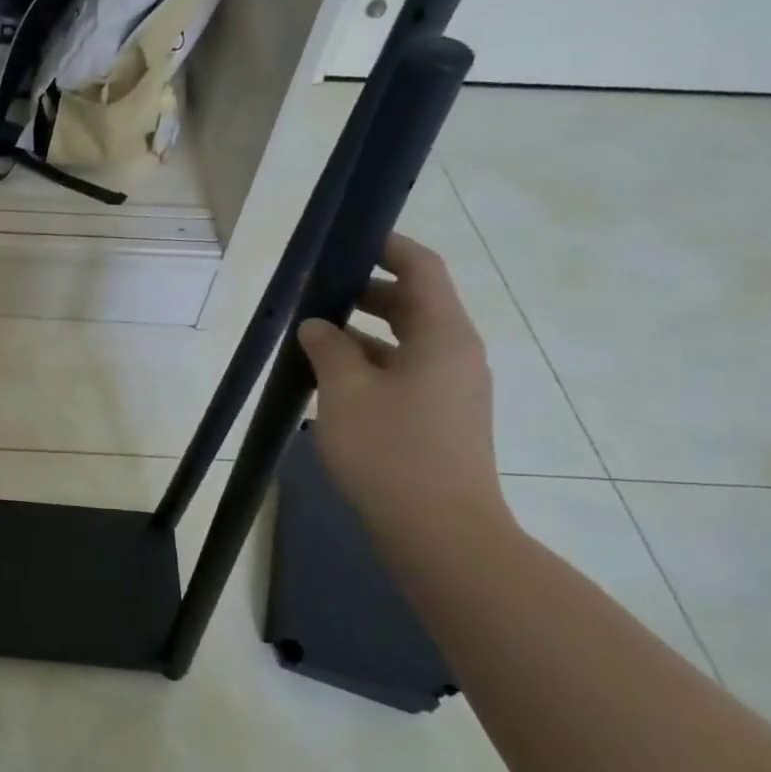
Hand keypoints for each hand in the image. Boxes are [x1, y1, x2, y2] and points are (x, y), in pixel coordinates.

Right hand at [297, 233, 508, 545]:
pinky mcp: (443, 416)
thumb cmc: (390, 450)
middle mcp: (456, 352)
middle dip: (365, 292)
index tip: (348, 240)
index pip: (420, 268)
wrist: (440, 530)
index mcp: (442, 334)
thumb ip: (328, 348)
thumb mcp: (344, 392)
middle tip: (316, 292)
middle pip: (414, 303)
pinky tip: (332, 381)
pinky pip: (406, 372)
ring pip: (407, 341)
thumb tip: (318, 325)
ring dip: (364, 333)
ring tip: (313, 338)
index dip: (387, 246)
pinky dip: (372, 364)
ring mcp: (453, 387)